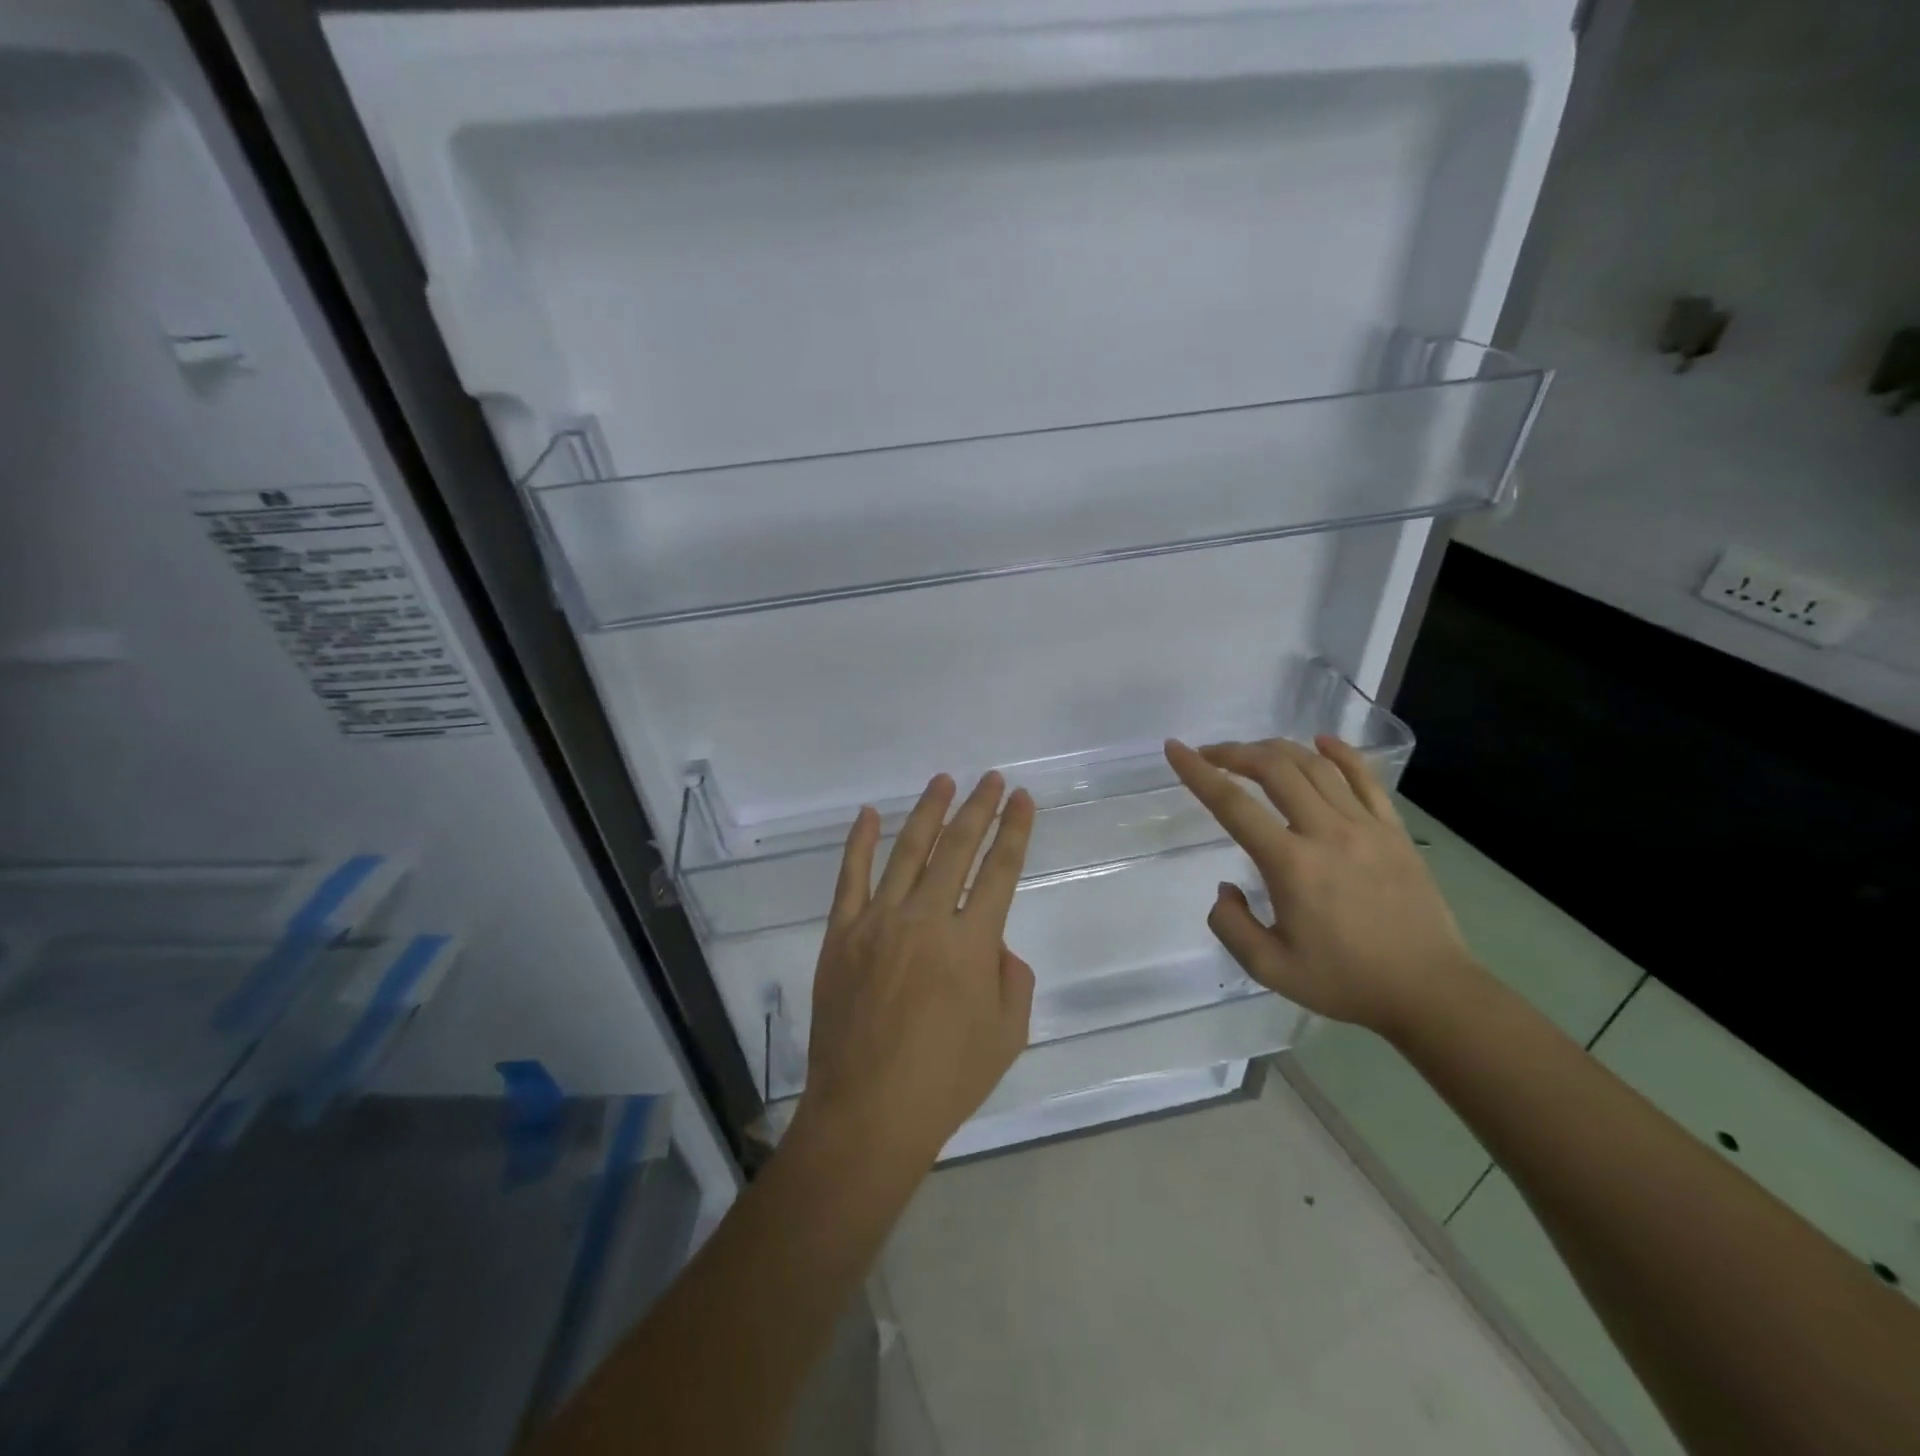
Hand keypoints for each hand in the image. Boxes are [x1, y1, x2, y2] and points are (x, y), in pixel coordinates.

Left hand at [794, 772, 1036, 1169]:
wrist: (868, 1113)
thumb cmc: (946, 1080)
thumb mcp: (1007, 1034)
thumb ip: (1012, 977)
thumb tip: (992, 944)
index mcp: (971, 942)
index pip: (1000, 870)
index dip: (1015, 830)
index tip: (1023, 799)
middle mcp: (925, 919)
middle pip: (957, 848)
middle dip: (979, 808)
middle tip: (992, 779)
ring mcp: (877, 922)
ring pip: (907, 851)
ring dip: (928, 811)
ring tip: (943, 780)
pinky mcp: (841, 934)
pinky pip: (850, 878)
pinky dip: (858, 842)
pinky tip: (868, 814)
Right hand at [1164, 735, 1481, 1041]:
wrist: (1429, 992)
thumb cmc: (1344, 981)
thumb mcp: (1269, 968)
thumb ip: (1230, 925)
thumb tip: (1226, 888)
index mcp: (1291, 864)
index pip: (1233, 804)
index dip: (1198, 772)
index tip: (1175, 749)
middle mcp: (1326, 832)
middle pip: (1274, 769)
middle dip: (1234, 753)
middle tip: (1210, 754)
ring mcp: (1365, 827)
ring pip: (1315, 766)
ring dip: (1276, 750)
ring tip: (1253, 752)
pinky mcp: (1393, 831)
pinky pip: (1364, 778)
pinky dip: (1339, 753)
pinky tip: (1321, 741)